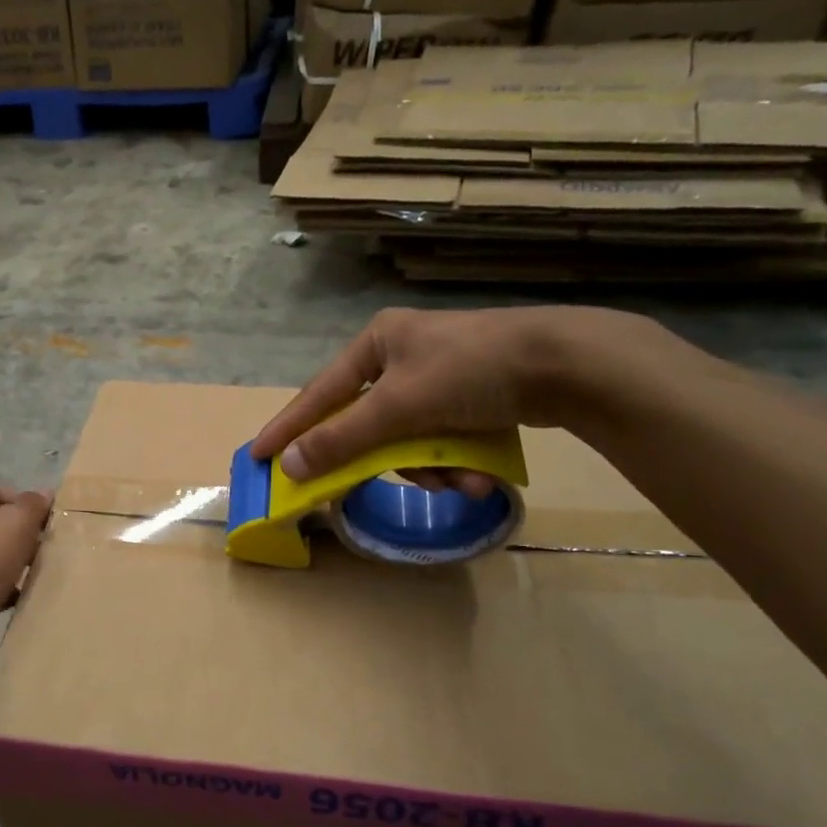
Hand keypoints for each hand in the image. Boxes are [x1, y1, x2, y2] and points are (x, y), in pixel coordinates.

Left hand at [0, 481, 50, 674]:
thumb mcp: (14, 525)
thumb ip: (32, 506)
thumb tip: (44, 493)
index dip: (23, 499)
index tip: (46, 521)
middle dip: (21, 533)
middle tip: (45, 548)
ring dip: (14, 562)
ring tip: (36, 573)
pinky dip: (2, 588)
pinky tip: (19, 598)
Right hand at [250, 307, 646, 487]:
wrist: (566, 363)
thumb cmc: (470, 371)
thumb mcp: (398, 407)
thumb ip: (342, 438)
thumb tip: (290, 465)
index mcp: (376, 343)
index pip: (319, 393)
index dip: (289, 428)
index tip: (259, 455)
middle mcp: (402, 355)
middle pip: (370, 422)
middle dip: (387, 459)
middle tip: (373, 484)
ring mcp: (440, 376)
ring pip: (409, 438)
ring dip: (429, 468)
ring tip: (457, 482)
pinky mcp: (472, 396)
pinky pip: (442, 438)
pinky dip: (455, 461)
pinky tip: (477, 476)